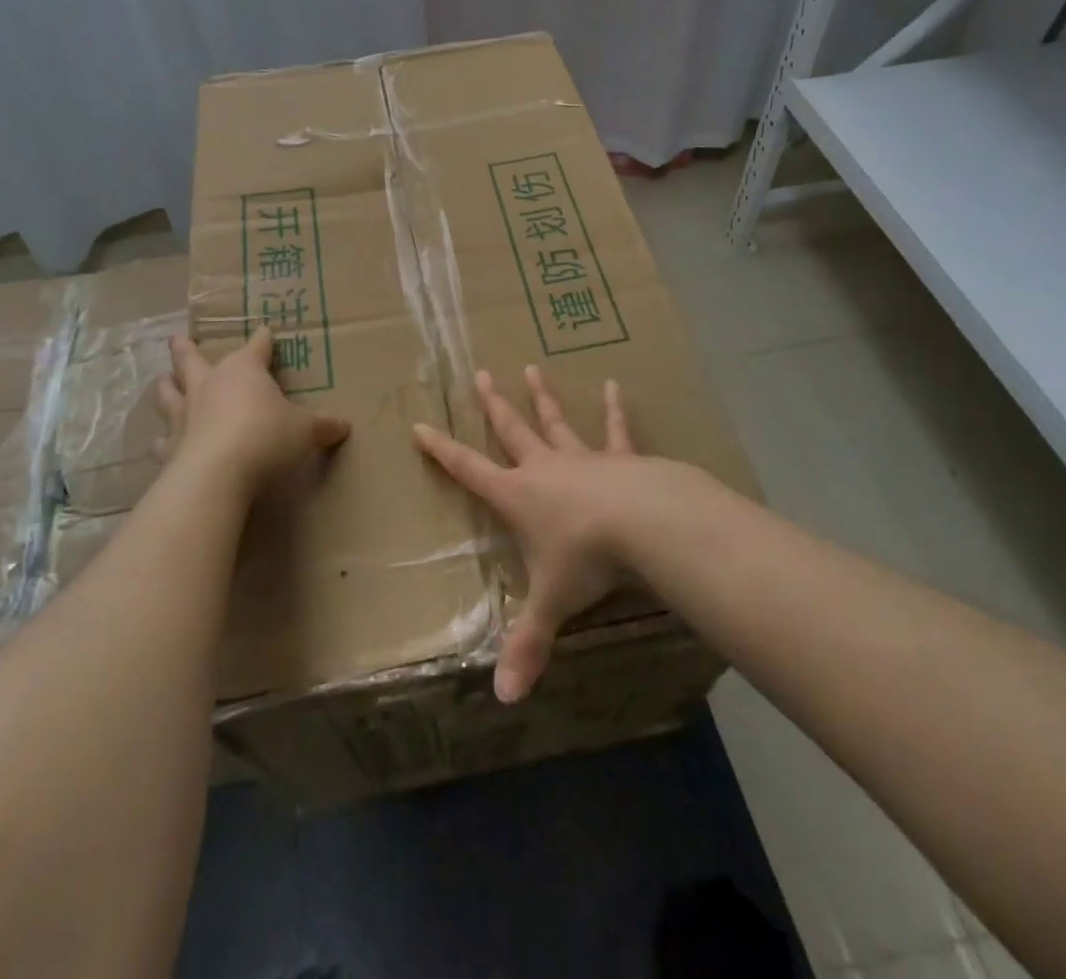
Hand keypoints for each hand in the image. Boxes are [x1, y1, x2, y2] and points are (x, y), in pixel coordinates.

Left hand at [156, 328, 349, 493]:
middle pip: (192, 359)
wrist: (218, 473)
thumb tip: (344, 425)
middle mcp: (209, 384)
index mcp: (244, 371)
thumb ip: (323, 426)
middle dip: (186, 348)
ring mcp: (184, 414)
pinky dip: (163, 439)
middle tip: (177, 339)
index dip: (263, 339)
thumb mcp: (305, 431)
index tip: (266, 331)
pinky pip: (162, 439)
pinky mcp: (170, 447)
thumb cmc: (266, 437)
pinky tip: (162, 442)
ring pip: (167, 392)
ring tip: (163, 381)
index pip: (257, 346)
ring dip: (166, 385)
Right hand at [413, 365, 670, 703]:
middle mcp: (545, 469)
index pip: (469, 470)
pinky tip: (614, 384)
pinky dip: (615, 408)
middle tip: (480, 374)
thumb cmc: (587, 559)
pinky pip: (615, 430)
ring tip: (532, 367)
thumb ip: (528, 646)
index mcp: (518, 496)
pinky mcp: (620, 457)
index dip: (442, 450)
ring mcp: (582, 458)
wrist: (644, 523)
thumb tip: (504, 698)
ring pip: (556, 422)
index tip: (420, 424)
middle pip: (512, 431)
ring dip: (542, 397)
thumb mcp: (552, 603)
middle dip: (494, 405)